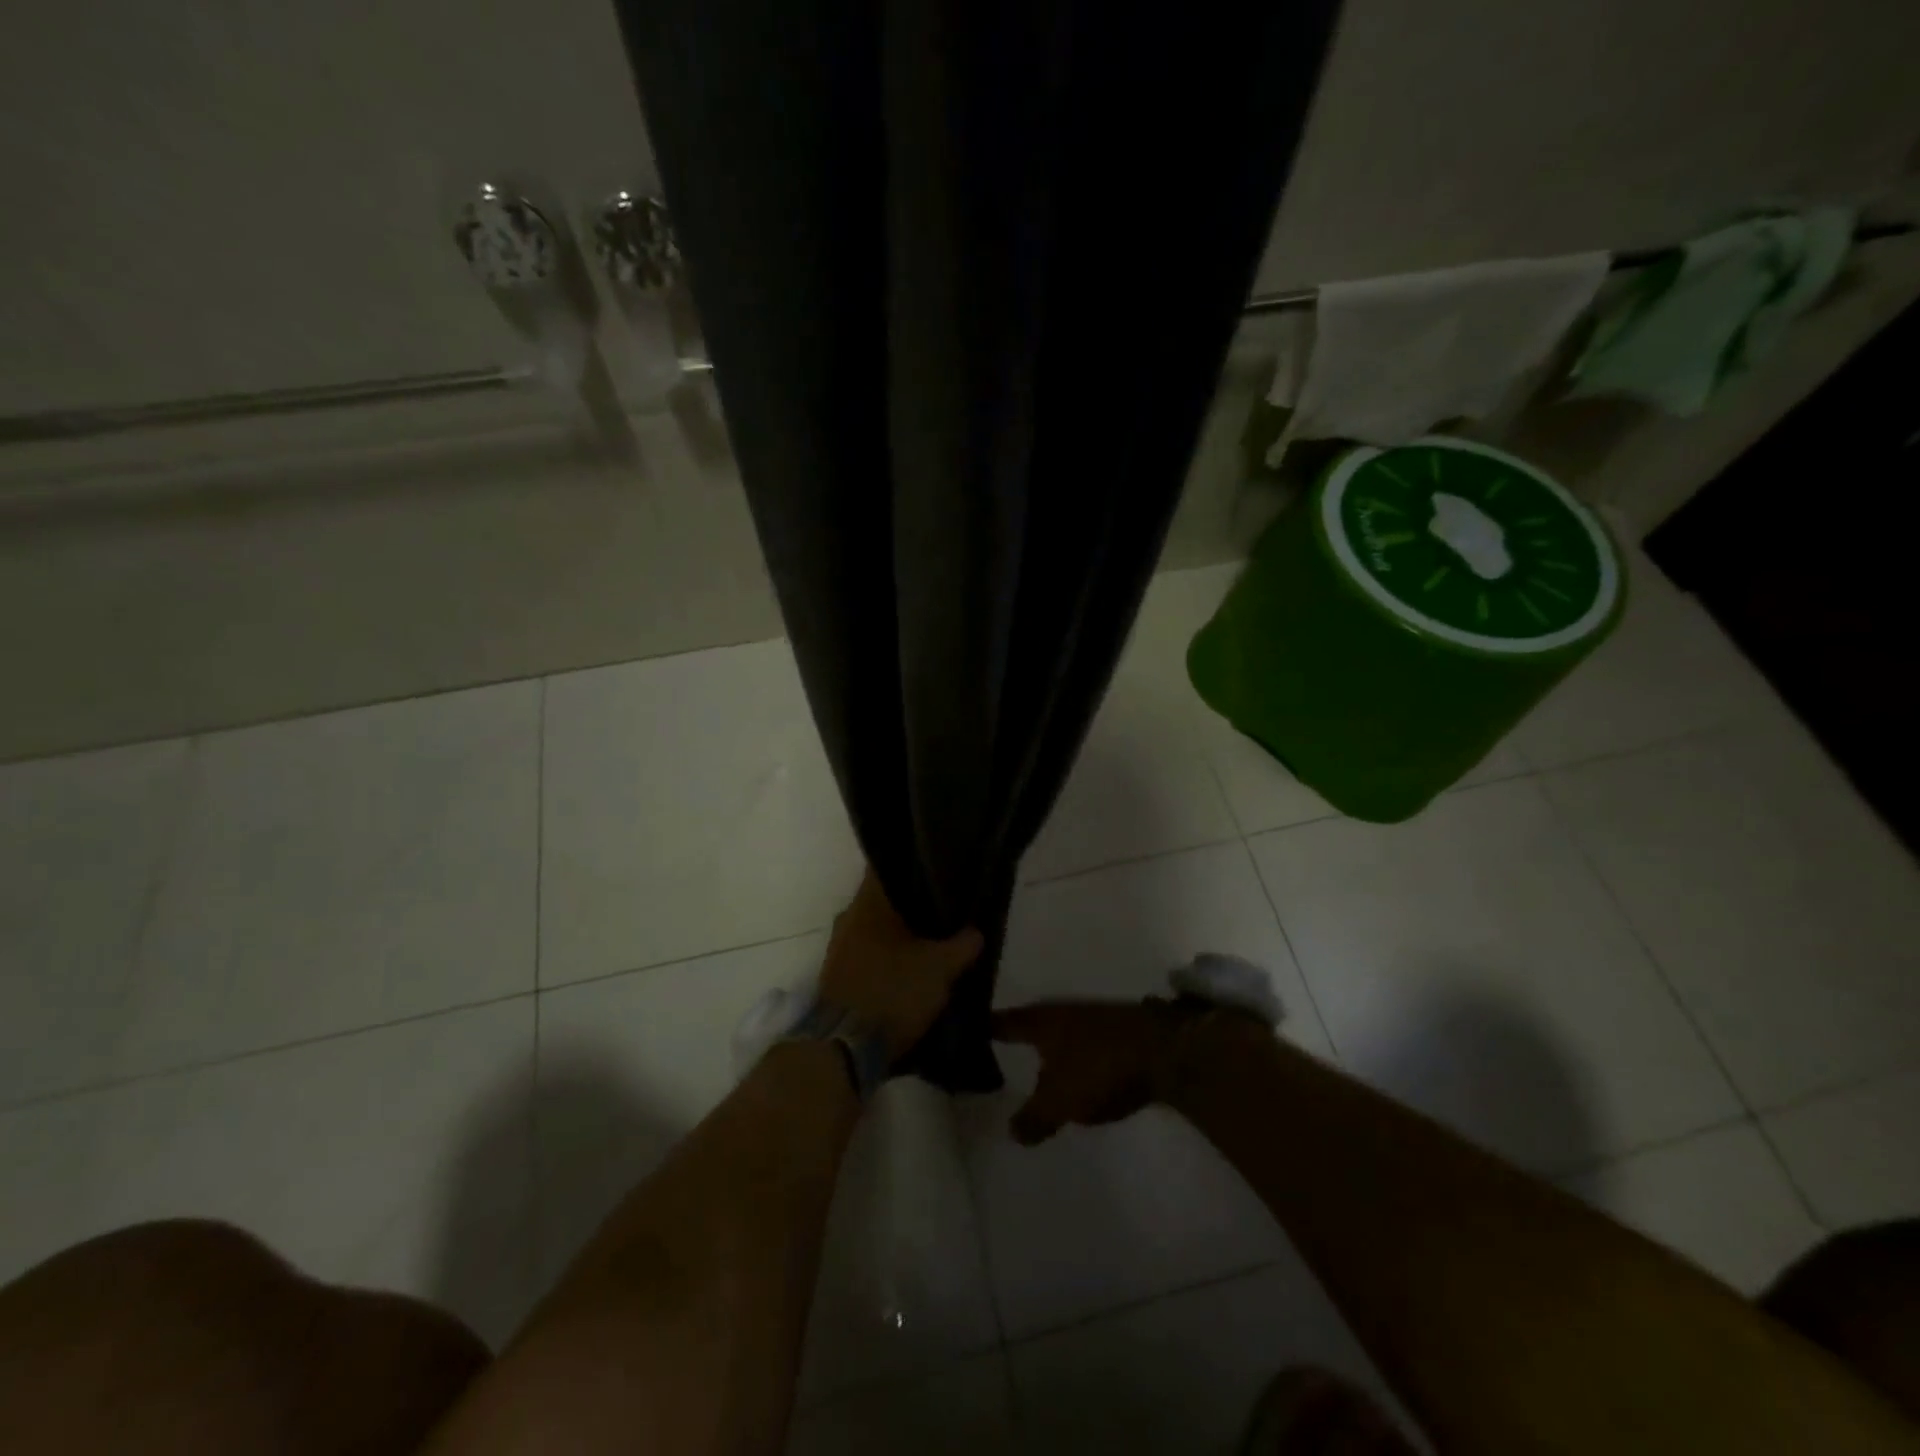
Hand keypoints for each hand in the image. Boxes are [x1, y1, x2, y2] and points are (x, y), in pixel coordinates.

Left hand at [818, 872, 982, 1062]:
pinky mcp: (837, 978)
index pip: (886, 867)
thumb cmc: (892, 991)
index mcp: (867, 904)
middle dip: (910, 905)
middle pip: (883, 901)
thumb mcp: (940, 968)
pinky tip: (911, 969)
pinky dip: (888, 959)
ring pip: (875, 930)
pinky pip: (868, 956)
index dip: (911, 864)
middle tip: (943, 909)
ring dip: (899, 935)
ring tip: (932, 941)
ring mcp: (839, 950)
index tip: (935, 868)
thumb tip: (975, 930)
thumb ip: (962, 944)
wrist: (844, 1048)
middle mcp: (848, 919)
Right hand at [990, 998, 1196, 1145]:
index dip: (982, 1028)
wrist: (1164, 1050)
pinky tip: (1070, 1075)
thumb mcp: (1059, 1102)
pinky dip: (1070, 1058)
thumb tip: (1012, 1131)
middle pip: (1029, 1024)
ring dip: (1044, 1049)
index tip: (962, 1030)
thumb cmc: (1099, 1067)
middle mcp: (1061, 1012)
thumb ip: (1033, 1118)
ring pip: (1057, 1034)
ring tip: (1030, 1068)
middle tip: (993, 1053)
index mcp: (1040, 1021)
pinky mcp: (1115, 1032)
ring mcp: (1091, 1019)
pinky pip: (1081, 1045)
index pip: (1001, 1022)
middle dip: (1014, 1037)